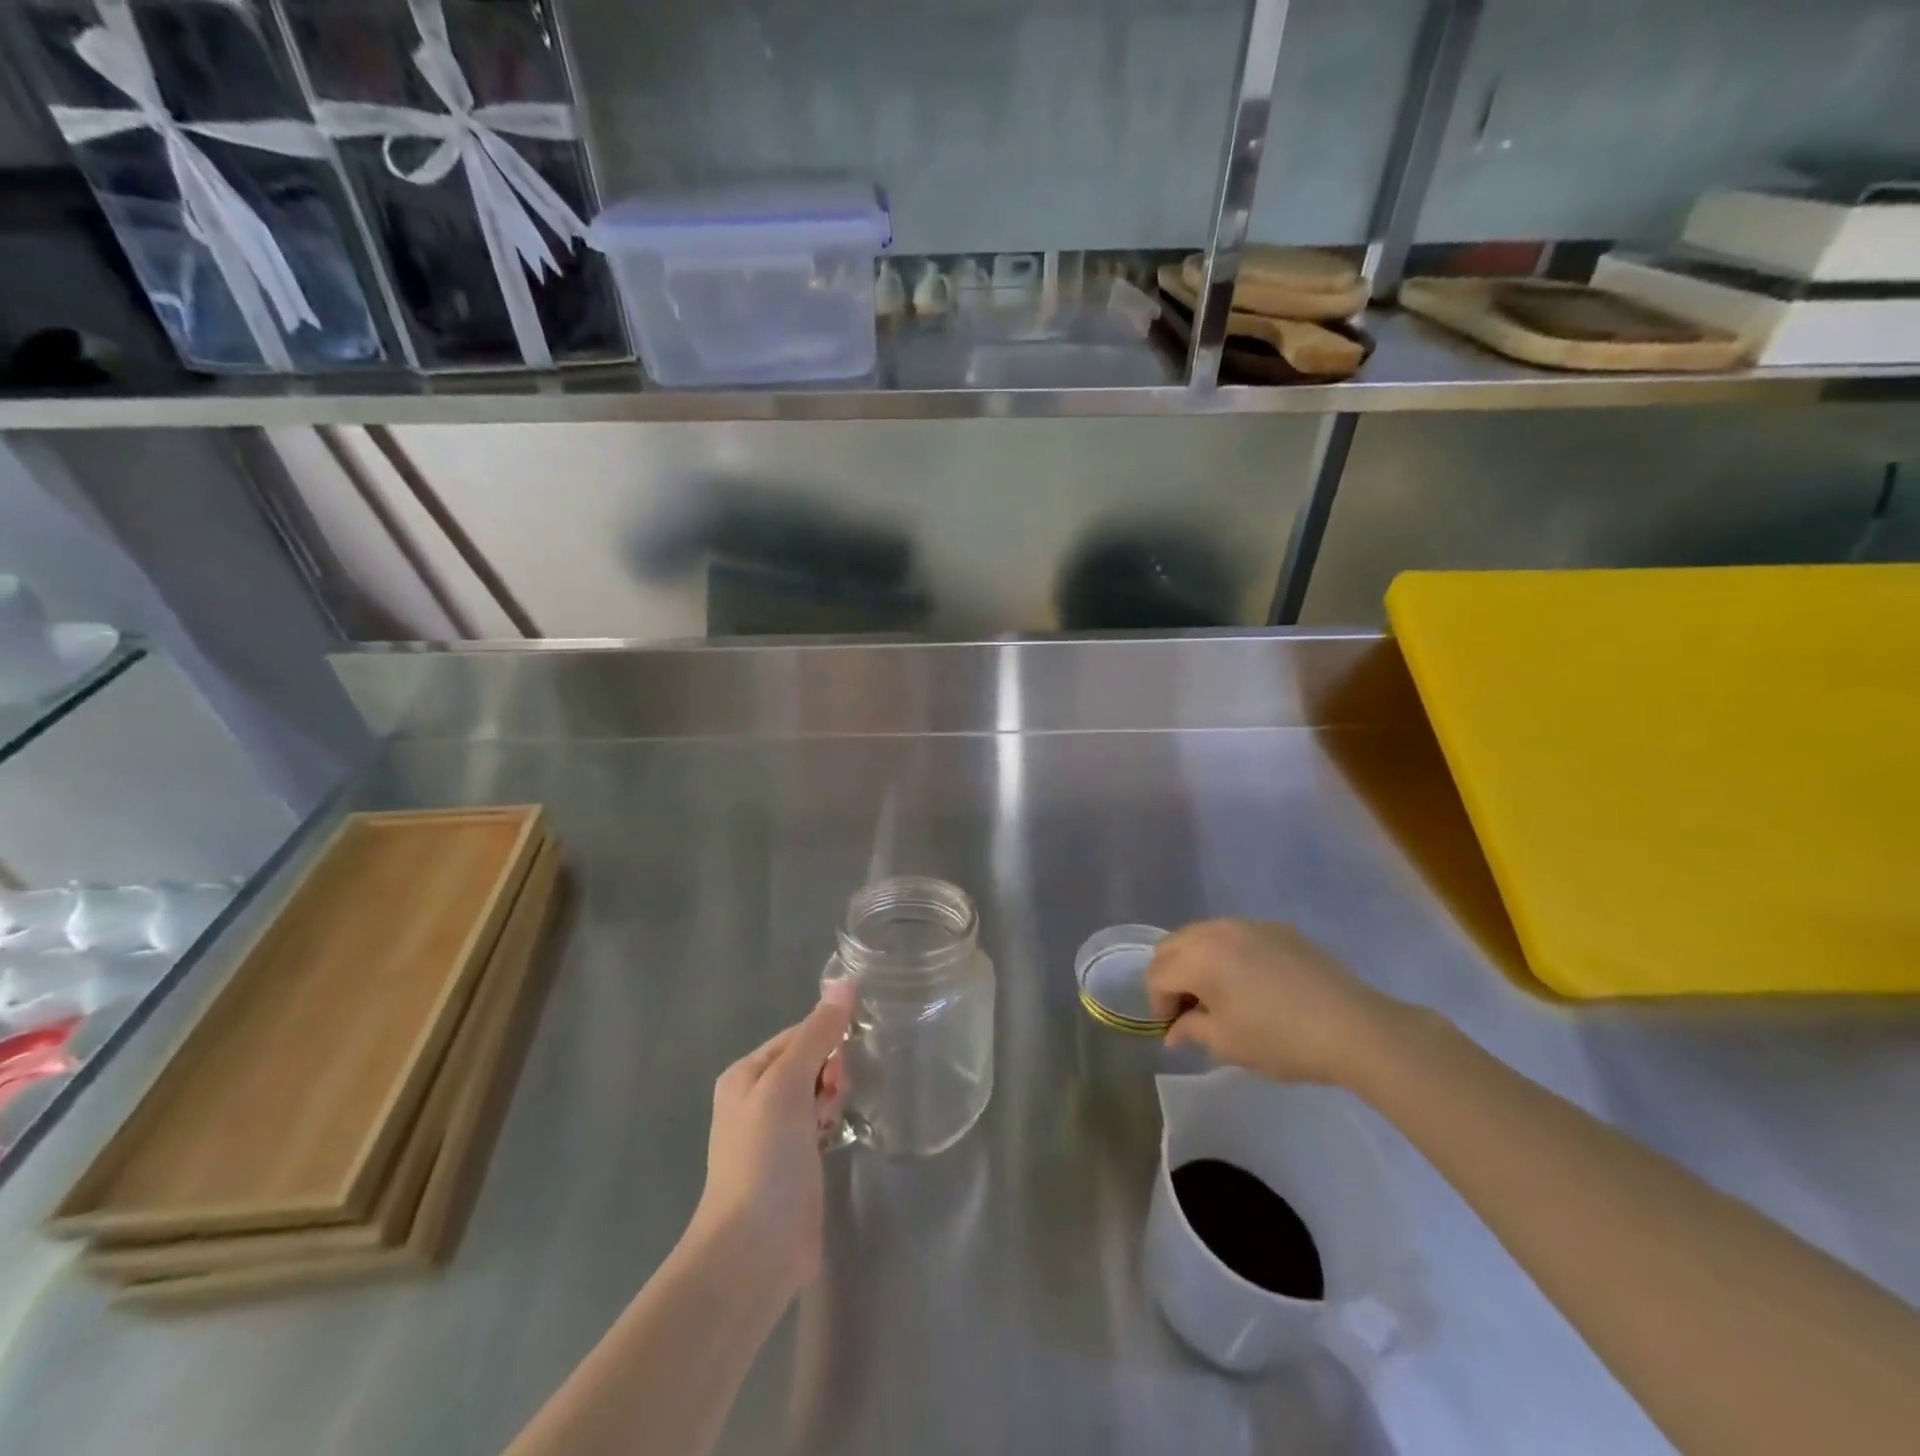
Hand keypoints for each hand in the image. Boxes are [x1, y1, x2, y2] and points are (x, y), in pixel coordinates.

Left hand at [690, 980, 854, 1299]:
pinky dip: (832, 1123)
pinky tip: (840, 1134)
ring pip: (818, 1093)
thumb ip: (818, 1033)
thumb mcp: (788, 1083)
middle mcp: (757, 1099)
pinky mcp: (795, 1164)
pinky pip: (821, 1124)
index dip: (826, 1040)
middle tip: (835, 1096)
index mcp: (746, 1074)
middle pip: (810, 1061)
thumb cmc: (765, 1157)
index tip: (844, 1061)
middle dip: (830, 1071)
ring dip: (833, 1098)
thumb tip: (845, 981)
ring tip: (836, 1119)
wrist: (753, 1251)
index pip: (798, 1034)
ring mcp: (775, 1135)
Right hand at [1146, 919, 1400, 1086]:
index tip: (1175, 1029)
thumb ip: (1191, 1030)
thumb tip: (1174, 1030)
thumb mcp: (1228, 1044)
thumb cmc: (1282, 1040)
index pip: (1157, 975)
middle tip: (1190, 1009)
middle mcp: (1216, 931)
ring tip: (1219, 994)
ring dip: (1197, 961)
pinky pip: (1236, 935)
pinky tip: (1253, 984)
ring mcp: (1248, 924)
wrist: (1354, 1027)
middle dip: (1172, 976)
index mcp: (1198, 958)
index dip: (1158, 1005)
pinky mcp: (1277, 928)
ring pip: (1202, 935)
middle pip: (1172, 946)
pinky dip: (1228, 954)